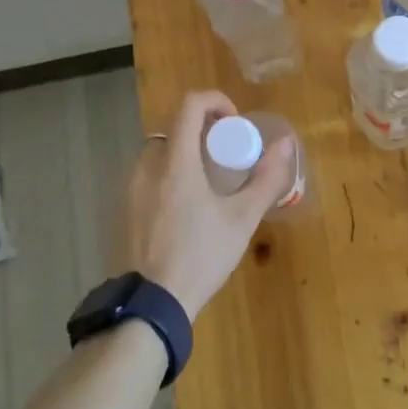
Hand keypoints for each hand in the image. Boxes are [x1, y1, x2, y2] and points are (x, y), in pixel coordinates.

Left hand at [125, 91, 296, 319]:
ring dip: (184, 155)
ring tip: (207, 185)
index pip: (189, 104)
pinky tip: (183, 211)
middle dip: (201, 131)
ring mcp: (128, 189)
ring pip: (158, 153)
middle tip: (225, 156)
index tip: (234, 123)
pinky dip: (167, 177)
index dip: (215, 101)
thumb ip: (266, 178)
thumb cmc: (200, 257)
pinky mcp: (121, 210)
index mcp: (175, 162)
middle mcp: (145, 167)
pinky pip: (146, 177)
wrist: (150, 306)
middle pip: (173, 128)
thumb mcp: (241, 219)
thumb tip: (286, 144)